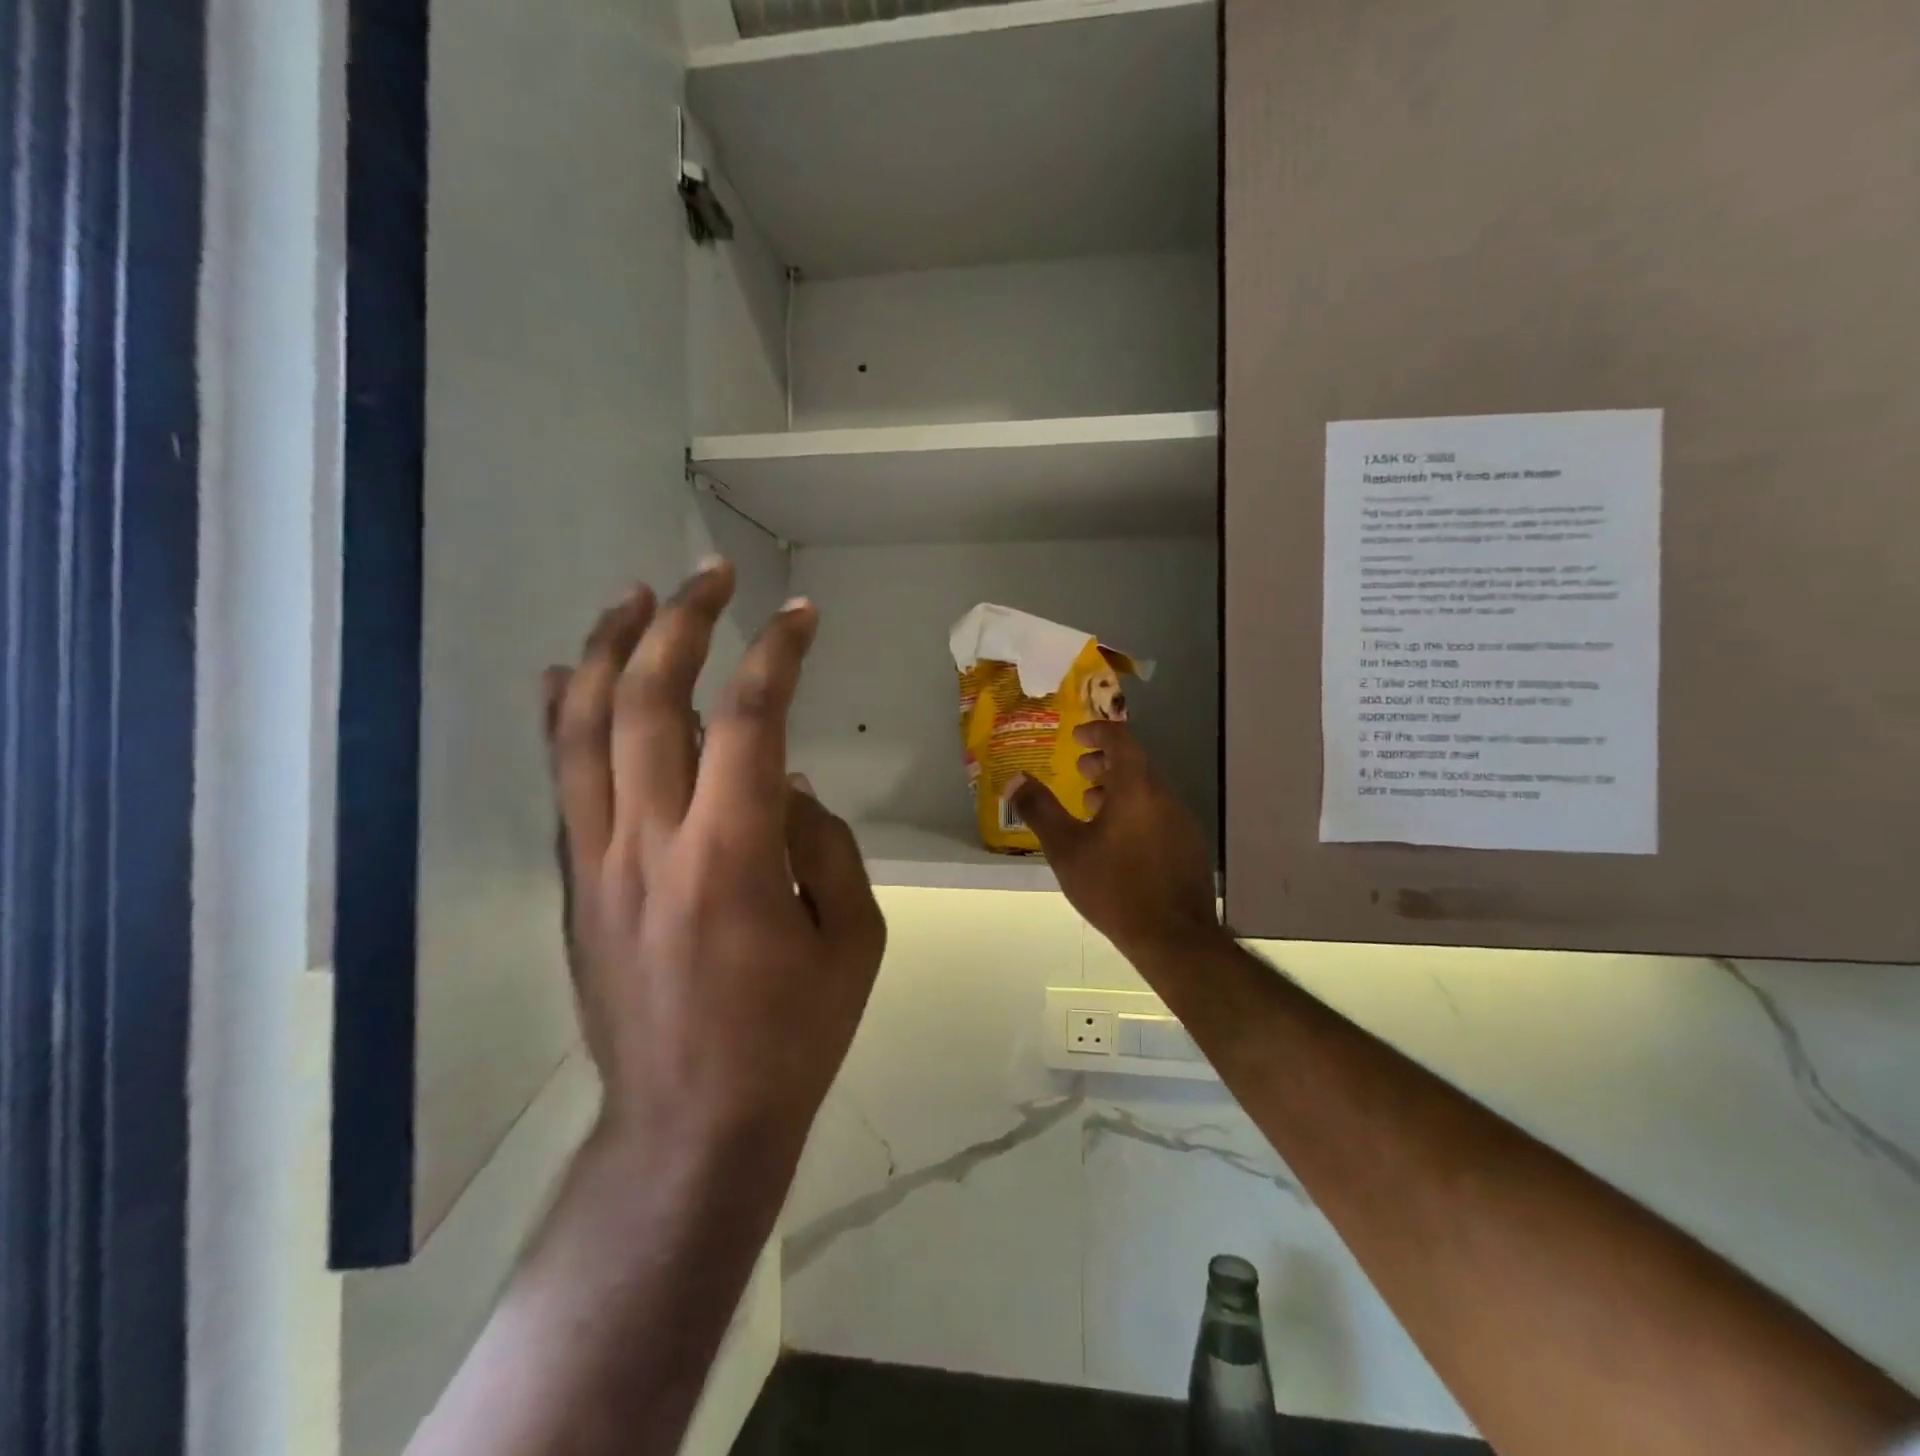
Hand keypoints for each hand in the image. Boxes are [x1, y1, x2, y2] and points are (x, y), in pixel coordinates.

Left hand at [540, 560, 885, 1176]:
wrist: (690, 1124)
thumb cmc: (791, 1036)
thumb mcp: (853, 939)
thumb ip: (823, 845)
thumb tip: (785, 784)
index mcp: (733, 857)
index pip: (749, 722)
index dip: (776, 655)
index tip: (800, 614)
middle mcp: (652, 843)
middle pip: (649, 703)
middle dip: (682, 624)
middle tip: (709, 576)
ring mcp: (600, 863)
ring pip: (585, 730)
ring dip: (610, 651)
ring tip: (635, 596)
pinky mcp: (577, 885)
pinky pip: (562, 783)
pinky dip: (562, 718)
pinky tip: (571, 675)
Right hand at [1008, 721, 1221, 961]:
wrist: (1173, 938)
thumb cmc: (1114, 887)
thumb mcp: (1065, 849)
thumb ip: (1039, 810)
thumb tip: (1015, 779)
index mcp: (1136, 788)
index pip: (1121, 739)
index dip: (1097, 731)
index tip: (1076, 737)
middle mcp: (1164, 795)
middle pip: (1135, 763)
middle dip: (1105, 762)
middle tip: (1079, 771)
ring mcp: (1182, 821)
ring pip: (1148, 789)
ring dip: (1119, 788)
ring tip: (1091, 807)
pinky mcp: (1189, 845)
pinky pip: (1159, 812)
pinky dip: (1135, 810)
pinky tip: (1117, 840)